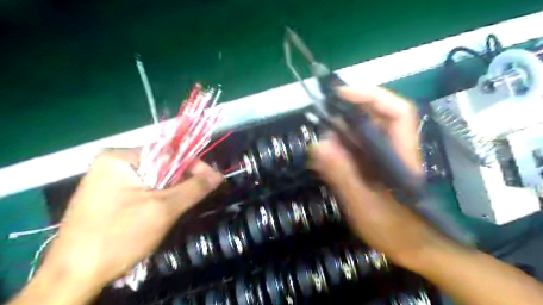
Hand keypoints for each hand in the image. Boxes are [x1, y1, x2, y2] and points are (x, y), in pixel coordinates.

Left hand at [39, 149, 222, 293]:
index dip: (194, 166)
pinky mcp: (107, 196)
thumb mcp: (164, 210)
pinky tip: (161, 212)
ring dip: (171, 192)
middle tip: (197, 198)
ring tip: (181, 207)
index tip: (213, 181)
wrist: (72, 278)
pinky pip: (142, 190)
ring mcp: (107, 180)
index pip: (169, 153)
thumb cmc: (119, 237)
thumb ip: (194, 188)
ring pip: (153, 180)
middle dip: (181, 182)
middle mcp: (111, 163)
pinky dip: (157, 199)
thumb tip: (219, 175)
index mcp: (119, 158)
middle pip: (161, 166)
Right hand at [310, 87, 444, 267]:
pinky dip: (338, 149)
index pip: (396, 111)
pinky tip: (326, 158)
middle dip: (347, 114)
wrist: (414, 249)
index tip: (341, 94)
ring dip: (339, 134)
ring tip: (321, 146)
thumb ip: (343, 175)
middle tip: (321, 120)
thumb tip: (318, 144)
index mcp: (400, 153)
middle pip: (375, 118)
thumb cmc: (396, 230)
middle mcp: (393, 149)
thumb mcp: (364, 204)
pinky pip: (355, 149)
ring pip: (361, 134)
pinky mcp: (374, 167)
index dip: (370, 96)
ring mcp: (383, 158)